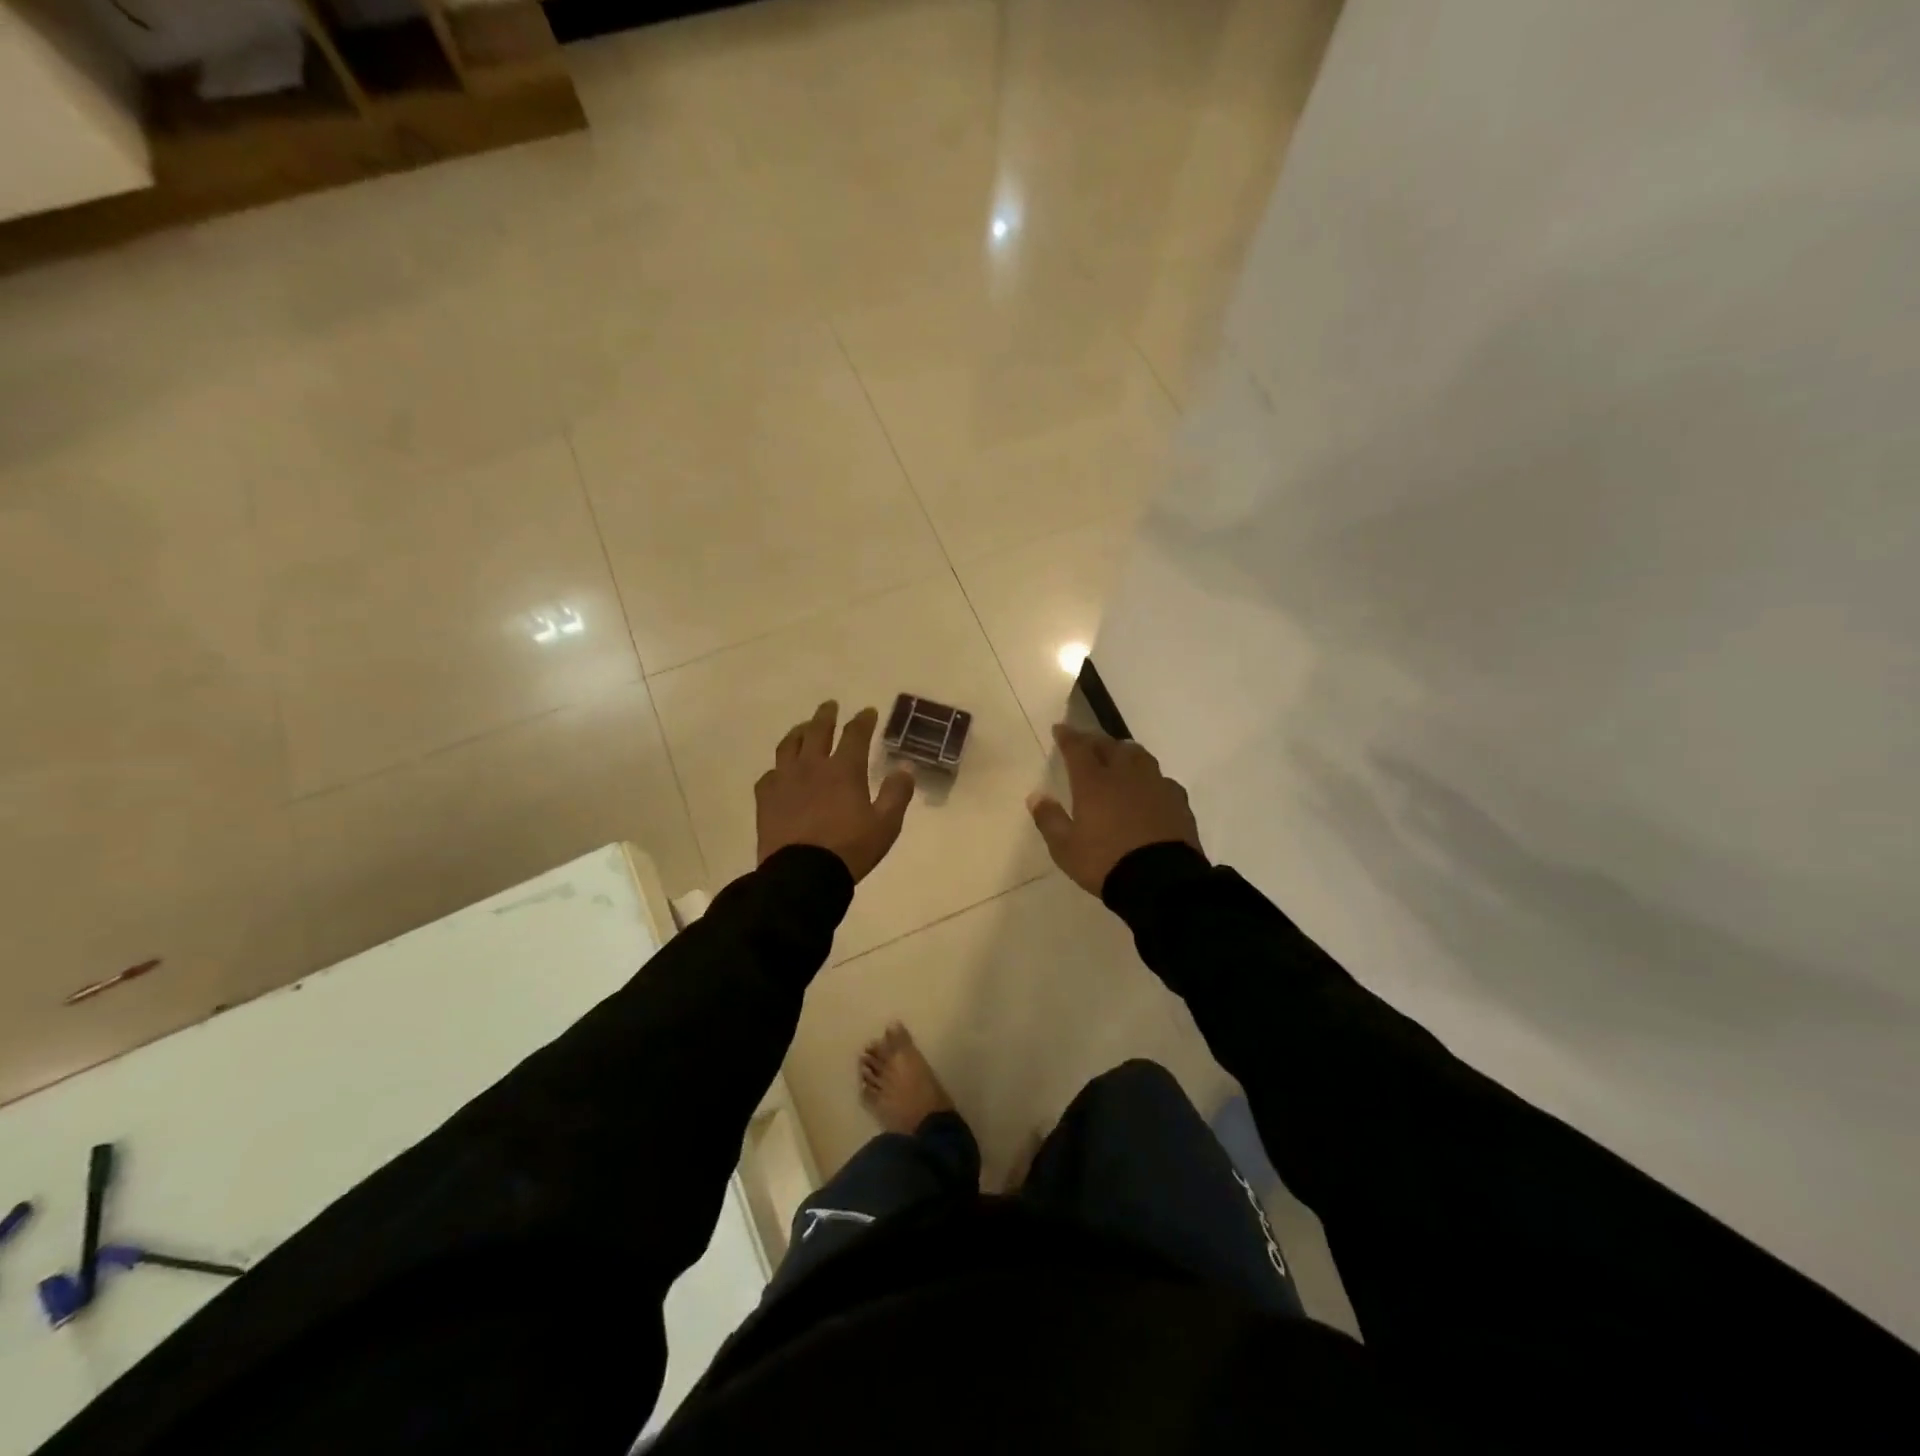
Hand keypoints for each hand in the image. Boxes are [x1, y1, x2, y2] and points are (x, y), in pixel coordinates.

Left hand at [756, 701, 914, 882]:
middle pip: (817, 730)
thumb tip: (905, 768)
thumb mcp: (886, 824)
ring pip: (789, 745)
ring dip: (798, 732)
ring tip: (803, 728)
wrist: (802, 874)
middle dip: (826, 716)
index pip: (855, 734)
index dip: (863, 720)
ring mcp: (785, 780)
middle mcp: (812, 766)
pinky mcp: (766, 799)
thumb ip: (897, 793)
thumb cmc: (850, 849)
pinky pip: (770, 774)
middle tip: (830, 706)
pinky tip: (780, 771)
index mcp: (844, 770)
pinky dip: (778, 768)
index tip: (868, 712)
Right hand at [1027, 723, 1203, 895]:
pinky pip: (1161, 779)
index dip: (1068, 736)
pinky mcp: (1178, 800)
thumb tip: (1036, 796)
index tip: (1060, 728)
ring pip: (1139, 756)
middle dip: (1095, 740)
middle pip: (1110, 746)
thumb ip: (1049, 819)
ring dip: (1125, 752)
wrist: (1161, 882)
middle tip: (1087, 742)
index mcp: (1094, 783)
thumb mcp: (1065, 848)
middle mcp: (1125, 775)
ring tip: (1119, 756)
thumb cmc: (1106, 862)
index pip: (1078, 749)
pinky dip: (1149, 778)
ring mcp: (1155, 785)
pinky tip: (1149, 788)